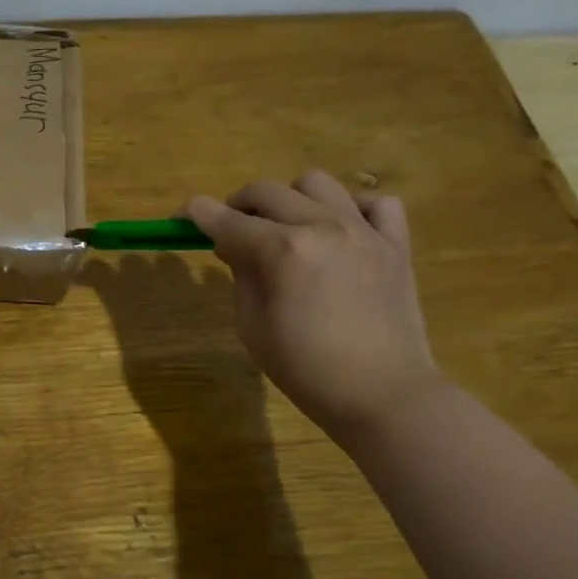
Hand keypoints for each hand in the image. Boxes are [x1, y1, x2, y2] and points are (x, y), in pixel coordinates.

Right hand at [186, 172, 440, 442]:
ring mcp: (364, 231)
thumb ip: (242, 276)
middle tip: (231, 232)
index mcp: (282, 251)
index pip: (226, 219)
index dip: (197, 213)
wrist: (383, 395)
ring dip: (289, 200)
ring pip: (316, 183)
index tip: (181, 215)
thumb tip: (236, 247)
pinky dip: (352, 208)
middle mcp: (322, 227)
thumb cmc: (306, 370)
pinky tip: (340, 231)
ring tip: (287, 228)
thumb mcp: (252, 327)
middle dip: (237, 205)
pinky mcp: (396, 243)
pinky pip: (376, 202)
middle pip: (266, 191)